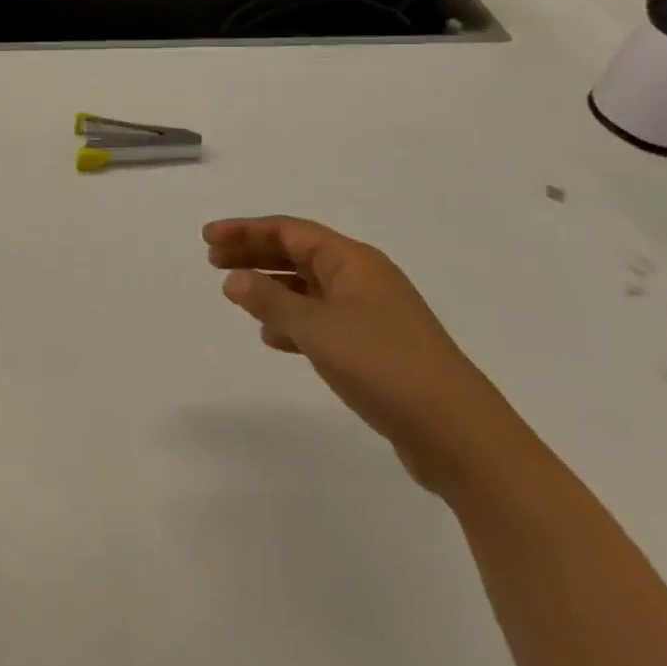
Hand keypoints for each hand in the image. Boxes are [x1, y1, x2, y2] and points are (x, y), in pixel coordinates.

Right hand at [204, 216, 527, 492]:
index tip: (207, 238)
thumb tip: (234, 279)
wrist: (459, 434)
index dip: (245, 230)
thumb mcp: (316, 328)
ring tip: (236, 295)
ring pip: (309, 287)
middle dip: (254, 254)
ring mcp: (373, 314)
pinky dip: (293, 320)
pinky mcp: (376, 348)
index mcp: (353, 261)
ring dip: (271, 287)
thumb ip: (270, 301)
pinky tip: (273, 337)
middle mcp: (364, 278)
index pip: (289, 231)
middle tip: (213, 261)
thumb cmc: (383, 365)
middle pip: (298, 254)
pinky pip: (322, 319)